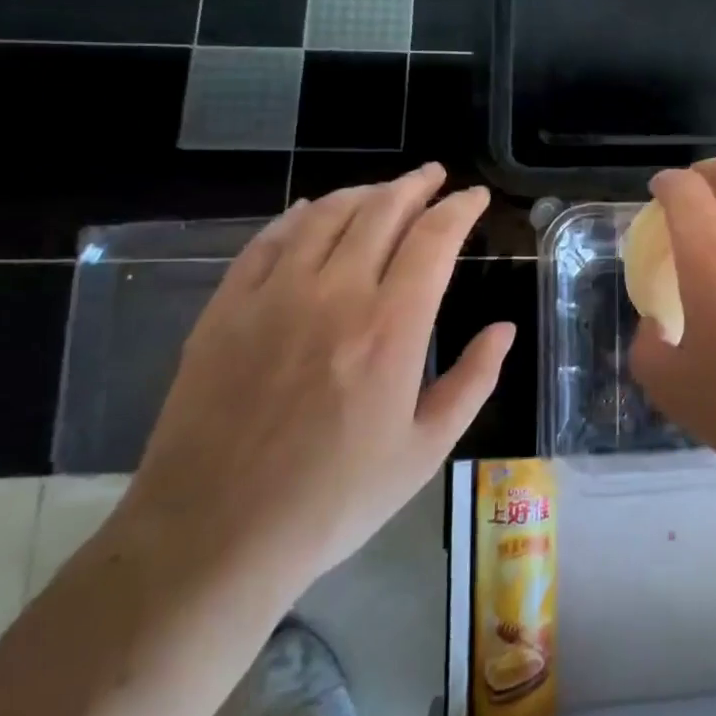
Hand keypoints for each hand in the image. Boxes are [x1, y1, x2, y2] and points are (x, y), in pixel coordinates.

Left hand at [119, 165, 512, 599]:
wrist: (212, 539)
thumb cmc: (333, 501)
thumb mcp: (425, 451)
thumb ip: (473, 381)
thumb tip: (504, 329)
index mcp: (391, 328)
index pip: (434, 238)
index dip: (459, 208)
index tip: (475, 197)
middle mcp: (335, 294)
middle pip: (382, 210)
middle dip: (416, 185)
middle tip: (435, 176)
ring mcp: (274, 296)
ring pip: (327, 214)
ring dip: (364, 192)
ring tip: (385, 191)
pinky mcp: (226, 309)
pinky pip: (268, 240)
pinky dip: (299, 216)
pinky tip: (312, 211)